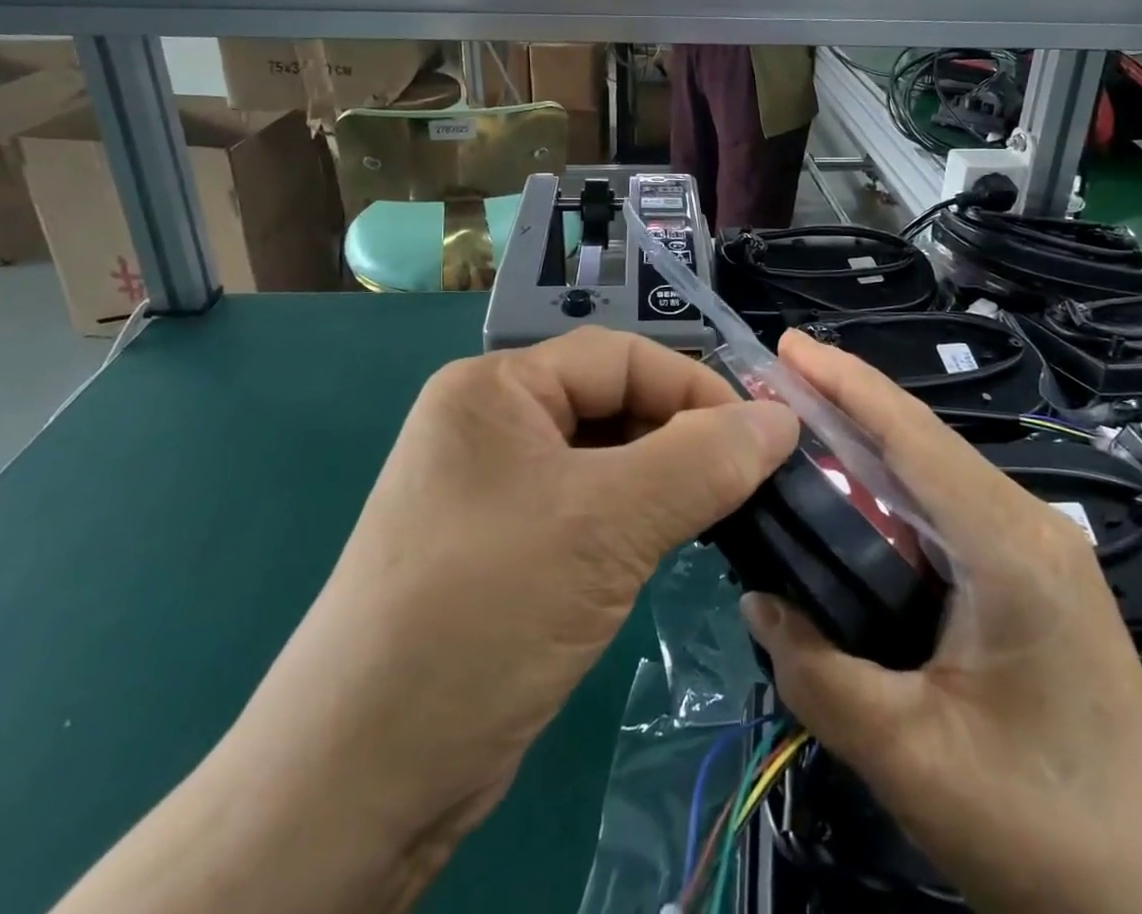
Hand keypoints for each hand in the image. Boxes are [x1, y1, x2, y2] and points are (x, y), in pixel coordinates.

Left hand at [52, 328, 796, 913]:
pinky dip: (635, 518)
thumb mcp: (606, 527)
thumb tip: (783, 418)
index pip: (620, 358)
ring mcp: (493, 487)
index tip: (764, 440)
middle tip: (750, 484)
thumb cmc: (483, 616)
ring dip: (664, 481)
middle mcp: (491, 423)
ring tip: (719, 515)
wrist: (358, 784)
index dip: (696, 388)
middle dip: (682, 437)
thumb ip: (702, 462)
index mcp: (496, 387)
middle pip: (612, 404)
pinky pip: (587, 506)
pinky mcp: (503, 545)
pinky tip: (669, 545)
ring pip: (605, 459)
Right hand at [742, 332, 1141, 913]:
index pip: (912, 437)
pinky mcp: (1034, 576)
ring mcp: (1038, 548)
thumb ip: (819, 674)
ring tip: (798, 419)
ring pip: (936, 471)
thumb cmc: (1048, 832)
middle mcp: (1028, 525)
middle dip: (845, 401)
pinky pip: (948, 508)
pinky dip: (892, 484)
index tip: (787, 343)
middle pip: (923, 441)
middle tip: (771, 379)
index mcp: (1009, 546)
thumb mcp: (913, 759)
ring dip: (867, 441)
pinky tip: (854, 492)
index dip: (846, 382)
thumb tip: (757, 599)